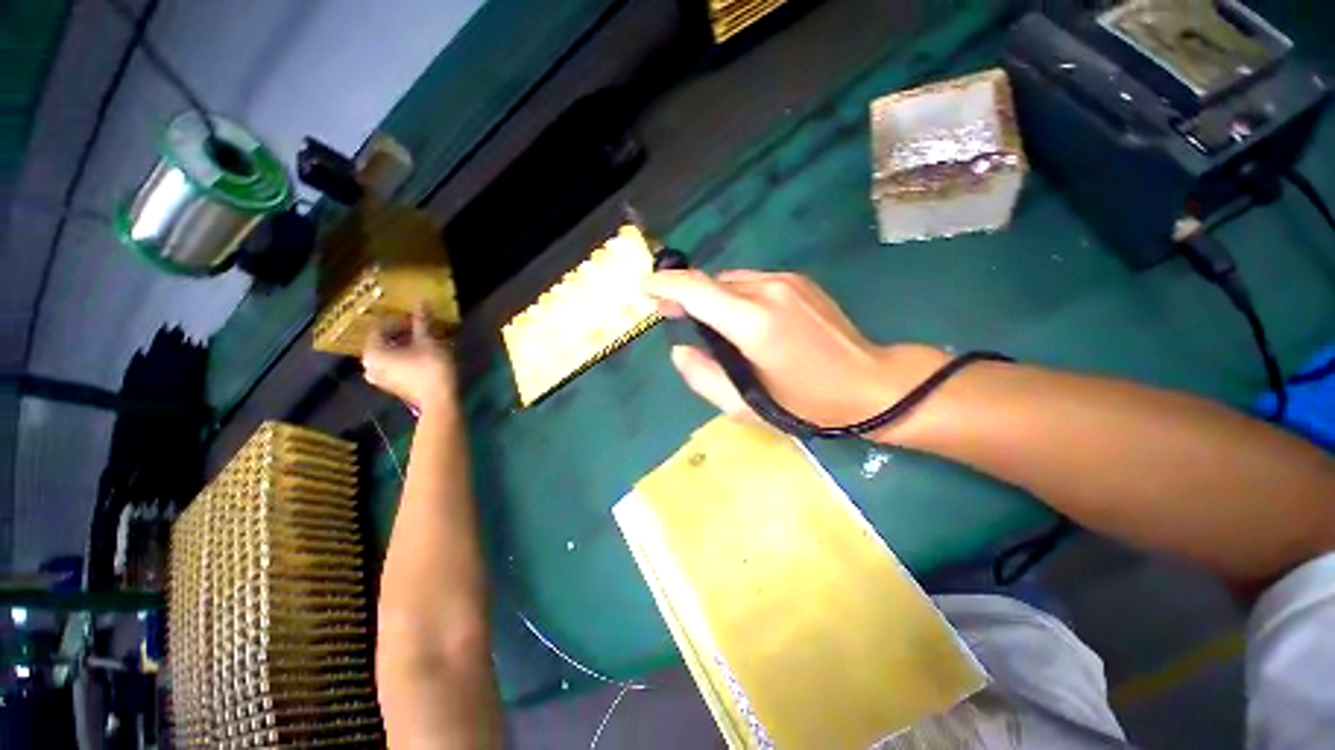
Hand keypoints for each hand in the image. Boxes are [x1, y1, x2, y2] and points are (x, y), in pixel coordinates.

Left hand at [362, 307, 457, 413]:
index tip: (417, 317)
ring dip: (406, 345)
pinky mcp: (392, 386)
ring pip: (390, 354)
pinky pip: (395, 365)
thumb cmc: (430, 368)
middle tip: (422, 327)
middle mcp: (369, 365)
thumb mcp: (428, 341)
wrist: (439, 400)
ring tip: (425, 340)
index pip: (380, 327)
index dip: (399, 319)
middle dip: (403, 333)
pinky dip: (406, 357)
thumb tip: (421, 301)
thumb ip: (422, 321)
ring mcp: (380, 378)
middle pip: (384, 341)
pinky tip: (424, 354)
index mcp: (373, 352)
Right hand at [643, 269, 945, 433]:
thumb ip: (703, 377)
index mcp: (753, 322)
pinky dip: (733, 296)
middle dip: (683, 294)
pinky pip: (752, 283)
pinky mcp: (799, 282)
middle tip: (668, 314)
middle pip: (711, 283)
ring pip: (730, 281)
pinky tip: (739, 320)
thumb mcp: (746, 406)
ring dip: (710, 297)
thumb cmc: (808, 404)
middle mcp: (768, 290)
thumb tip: (679, 351)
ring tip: (704, 321)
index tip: (643, 288)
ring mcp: (787, 281)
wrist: (872, 383)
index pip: (696, 290)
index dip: (664, 286)